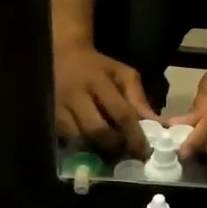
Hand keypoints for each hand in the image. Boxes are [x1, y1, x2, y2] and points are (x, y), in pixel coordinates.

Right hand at [54, 40, 155, 157]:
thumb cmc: (97, 67)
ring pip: (79, 139)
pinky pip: (65, 139)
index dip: (134, 136)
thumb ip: (139, 98)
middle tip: (126, 154)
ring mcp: (58, 107)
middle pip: (97, 130)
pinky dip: (79, 146)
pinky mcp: (48, 116)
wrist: (61, 53)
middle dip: (114, 146)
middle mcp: (76, 95)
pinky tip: (90, 146)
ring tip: (108, 152)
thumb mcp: (122, 74)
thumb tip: (158, 125)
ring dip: (96, 149)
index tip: (145, 151)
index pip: (121, 114)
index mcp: (98, 81)